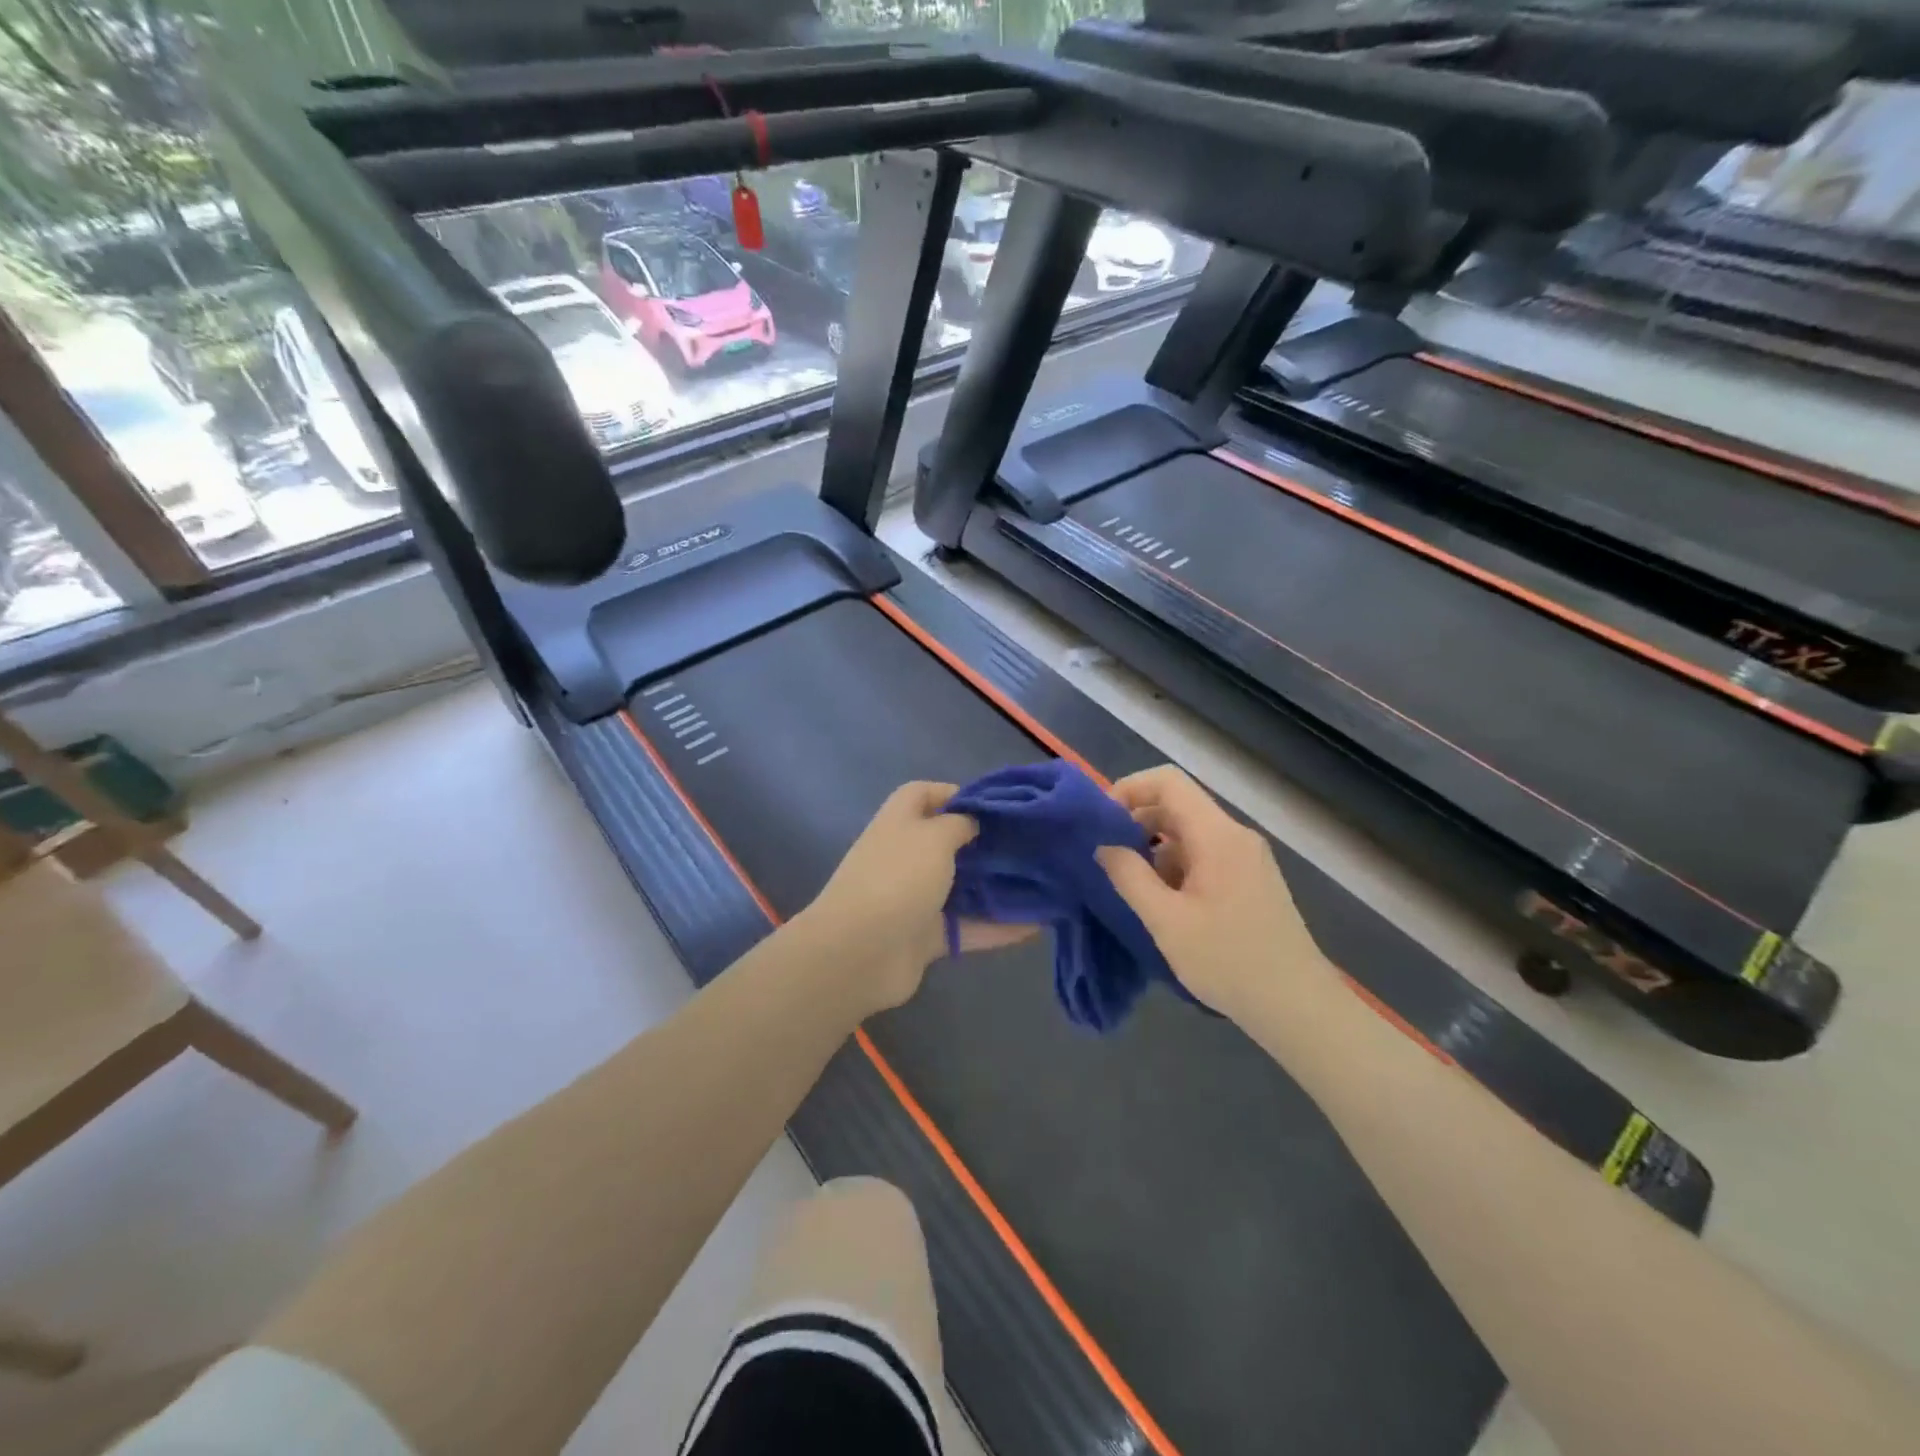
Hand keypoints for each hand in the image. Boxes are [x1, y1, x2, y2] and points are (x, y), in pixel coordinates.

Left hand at [799, 782, 1034, 1015]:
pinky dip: (998, 927)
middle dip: (985, 843)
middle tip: (1028, 843)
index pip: (924, 794)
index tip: (996, 805)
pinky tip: (1038, 925)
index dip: (956, 794)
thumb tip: (974, 822)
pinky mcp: (926, 937)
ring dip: (996, 887)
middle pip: (948, 842)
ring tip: (1041, 881)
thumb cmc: (898, 879)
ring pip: (962, 887)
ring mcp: (914, 898)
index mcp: (899, 823)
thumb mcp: (934, 837)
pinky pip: (968, 928)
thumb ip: (960, 824)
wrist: (860, 953)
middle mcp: (906, 857)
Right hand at [1095, 765, 1328, 1018]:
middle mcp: (1235, 837)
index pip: (1168, 782)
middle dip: (1136, 823)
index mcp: (1217, 836)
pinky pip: (1205, 857)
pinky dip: (1176, 868)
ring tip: (1131, 888)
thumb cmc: (1229, 962)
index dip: (1129, 789)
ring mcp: (1247, 859)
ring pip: (1189, 835)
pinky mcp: (1251, 881)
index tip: (1101, 821)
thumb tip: (1103, 846)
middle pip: (1178, 806)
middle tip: (1106, 858)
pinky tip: (1163, 905)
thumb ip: (1130, 877)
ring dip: (1155, 851)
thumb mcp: (1167, 921)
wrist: (1299, 1008)